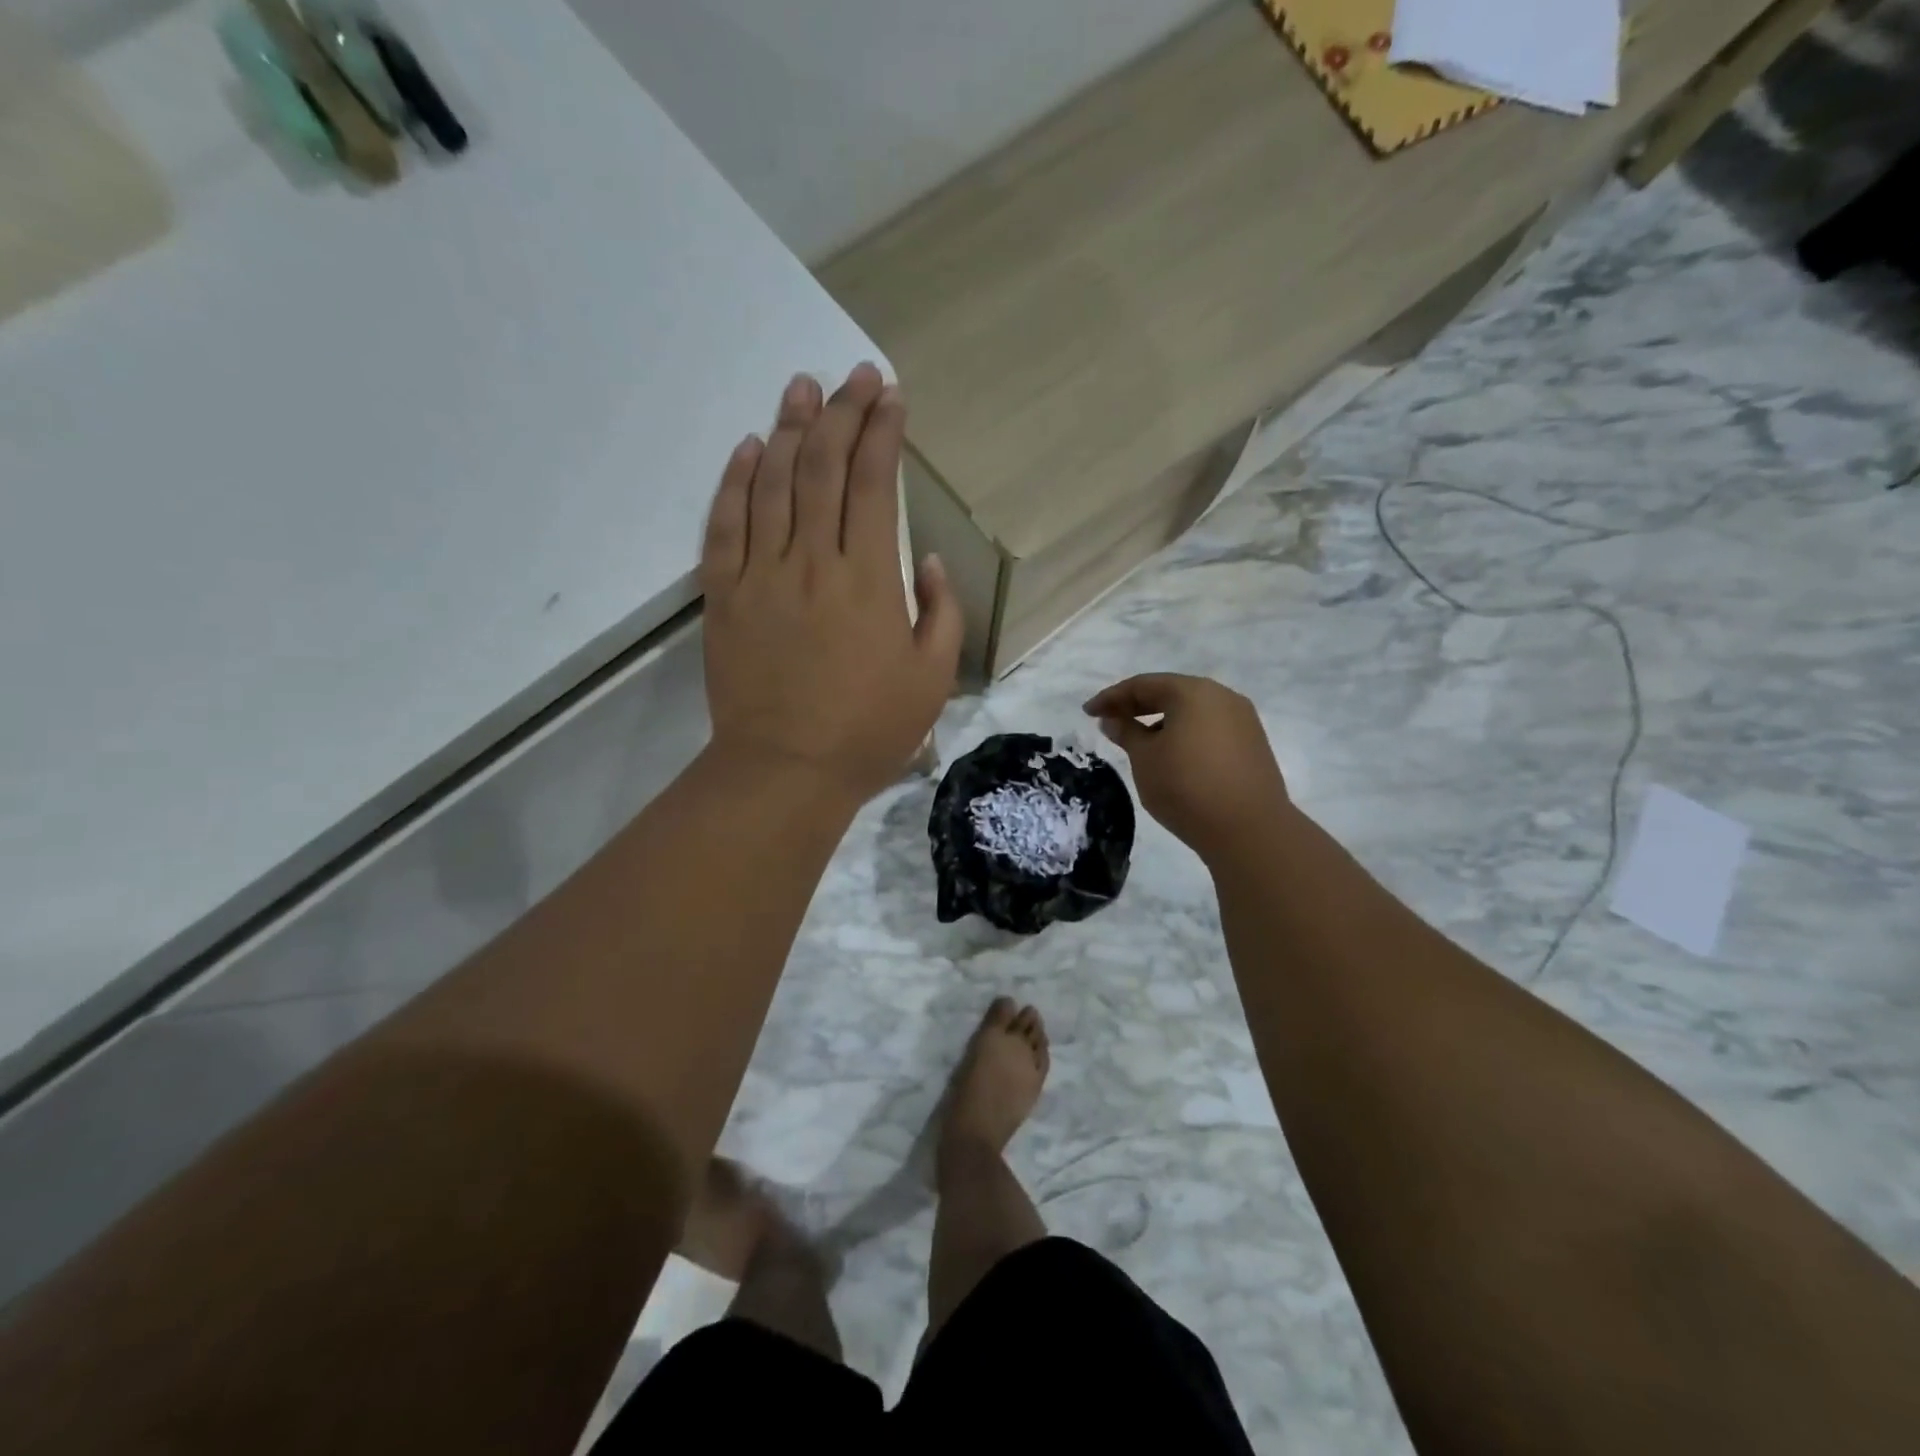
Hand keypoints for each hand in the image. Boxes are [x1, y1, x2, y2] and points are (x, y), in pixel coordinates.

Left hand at [700, 364, 960, 802]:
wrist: (785, 770)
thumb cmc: (868, 730)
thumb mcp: (933, 677)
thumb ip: (941, 611)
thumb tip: (925, 559)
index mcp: (869, 580)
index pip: (872, 484)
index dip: (882, 433)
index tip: (890, 396)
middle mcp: (812, 562)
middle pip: (821, 468)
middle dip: (840, 413)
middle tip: (853, 376)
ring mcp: (760, 575)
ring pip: (771, 484)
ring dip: (787, 429)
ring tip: (800, 388)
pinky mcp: (724, 596)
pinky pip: (724, 525)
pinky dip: (734, 481)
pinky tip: (747, 448)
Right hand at [1084, 674, 1289, 861]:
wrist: (1249, 829)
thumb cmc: (1186, 787)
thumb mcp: (1145, 759)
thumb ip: (1127, 733)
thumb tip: (1113, 720)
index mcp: (1193, 692)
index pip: (1143, 685)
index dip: (1111, 697)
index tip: (1088, 712)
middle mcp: (1222, 697)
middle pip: (1171, 693)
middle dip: (1137, 706)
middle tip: (1109, 721)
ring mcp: (1243, 720)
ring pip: (1192, 711)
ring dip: (1161, 720)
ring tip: (1138, 740)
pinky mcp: (1253, 744)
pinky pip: (1209, 728)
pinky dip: (1185, 733)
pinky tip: (1171, 753)